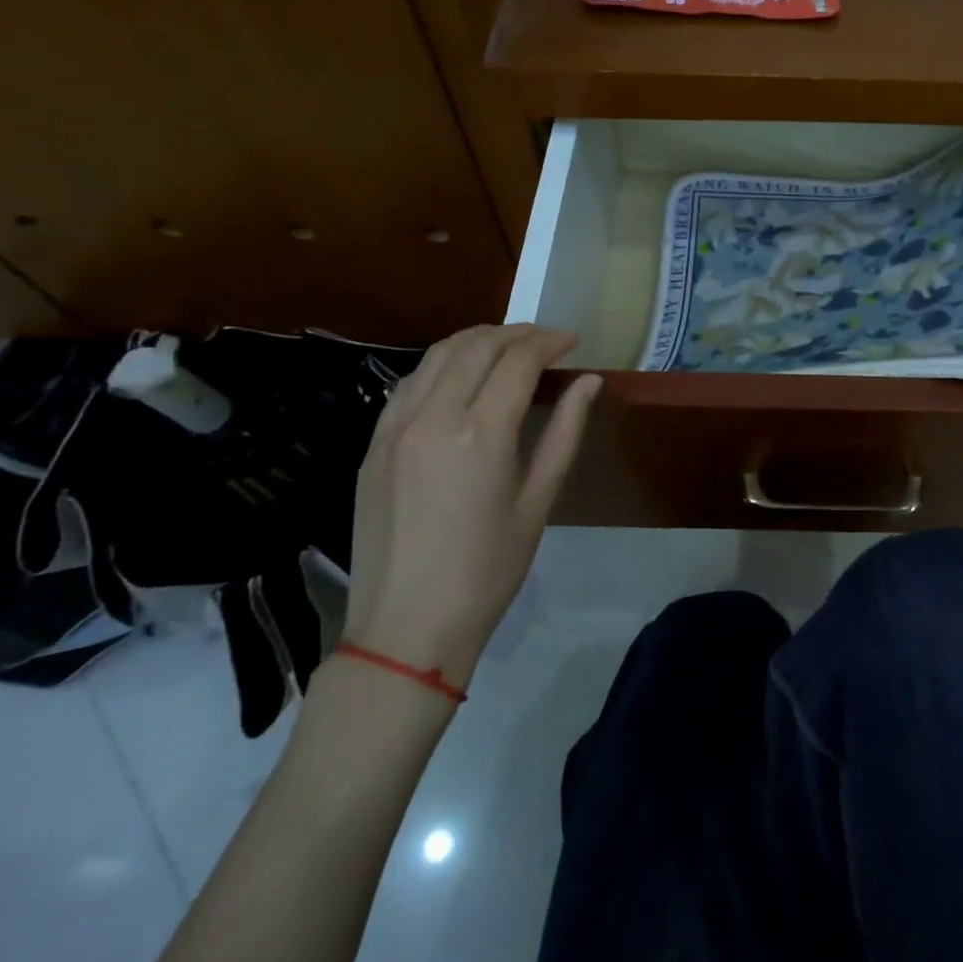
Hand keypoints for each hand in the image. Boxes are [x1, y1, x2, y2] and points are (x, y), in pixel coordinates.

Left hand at [343, 325, 601, 690]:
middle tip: (546, 341)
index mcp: (481, 434)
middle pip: (477, 346)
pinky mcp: (373, 444)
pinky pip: (410, 382)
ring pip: (437, 355)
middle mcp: (433, 417)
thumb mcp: (538, 502)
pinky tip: (461, 377)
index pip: (518, 361)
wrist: (406, 627)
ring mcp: (394, 428)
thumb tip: (589, 382)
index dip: (549, 342)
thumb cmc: (487, 571)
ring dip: (478, 340)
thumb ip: (564, 432)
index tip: (572, 342)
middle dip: (517, 333)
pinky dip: (442, 364)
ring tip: (508, 348)